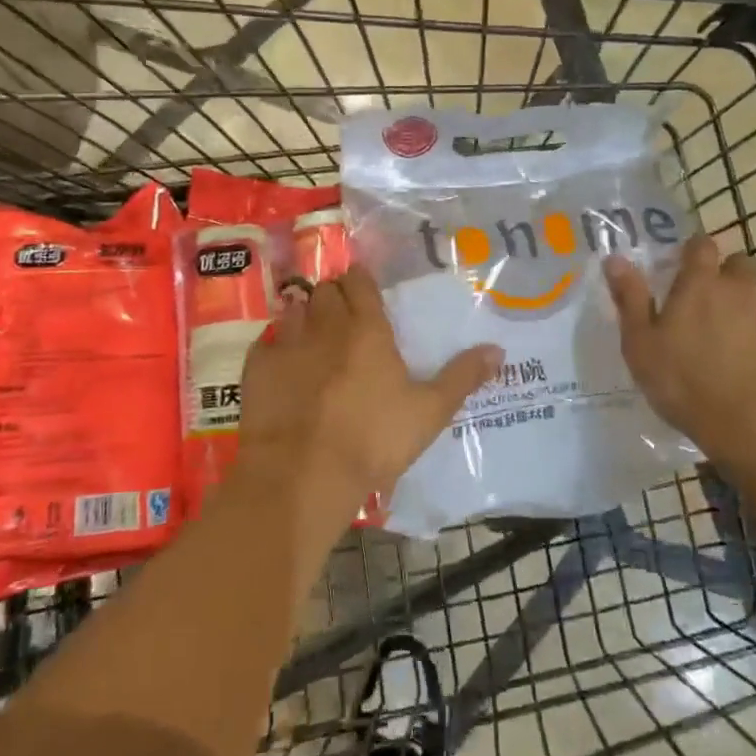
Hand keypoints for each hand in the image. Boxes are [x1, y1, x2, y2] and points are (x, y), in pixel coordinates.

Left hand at [238, 267, 501, 515]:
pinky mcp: (257, 369)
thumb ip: (462, 377)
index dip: (361, 282)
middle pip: (326, 291)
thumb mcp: (429, 412)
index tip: (363, 289)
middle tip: (343, 316)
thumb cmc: (373, 440)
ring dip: (304, 315)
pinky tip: (284, 364)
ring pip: (295, 310)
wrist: (303, 474)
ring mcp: (287, 345)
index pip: (360, 283)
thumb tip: (498, 349)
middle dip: (334, 296)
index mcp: (367, 330)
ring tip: (313, 335)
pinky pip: (267, 342)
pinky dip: (276, 346)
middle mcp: (325, 326)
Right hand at [605, 234, 755, 462]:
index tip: (687, 266)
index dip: (695, 251)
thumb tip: (615, 259)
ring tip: (743, 354)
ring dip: (755, 318)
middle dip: (730, 278)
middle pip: (741, 266)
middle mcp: (744, 290)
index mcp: (700, 286)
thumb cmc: (687, 385)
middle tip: (714, 311)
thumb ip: (630, 299)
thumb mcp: (641, 346)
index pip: (701, 245)